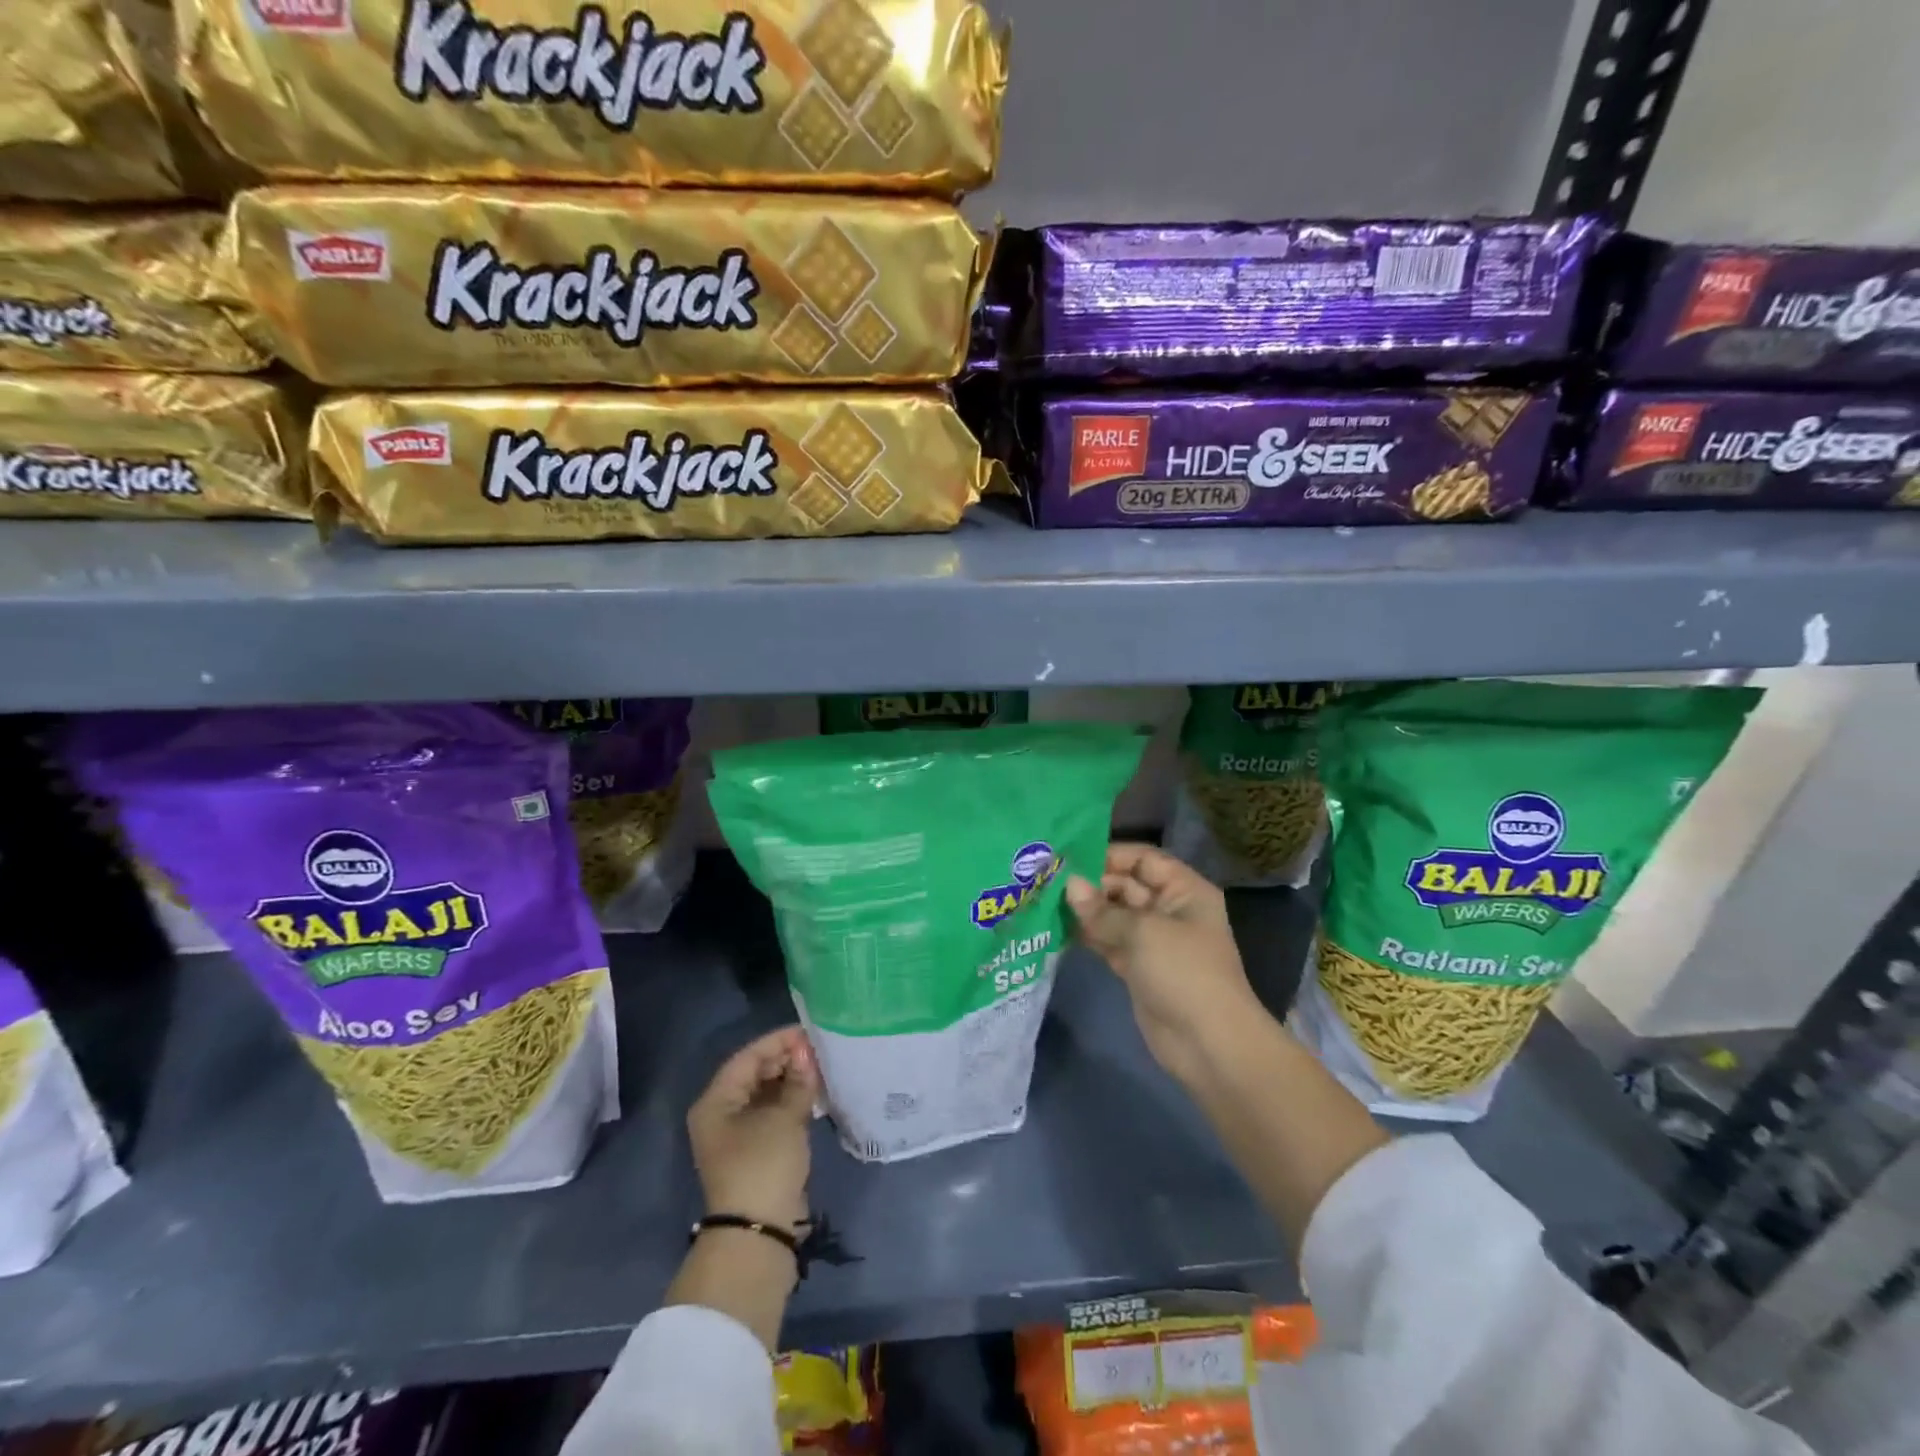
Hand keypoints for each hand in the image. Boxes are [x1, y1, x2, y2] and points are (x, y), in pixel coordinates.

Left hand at [687, 1026, 818, 1235]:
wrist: (758, 1233)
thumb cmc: (763, 1165)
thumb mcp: (784, 1118)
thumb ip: (798, 1081)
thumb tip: (807, 1054)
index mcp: (716, 1101)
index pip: (748, 1057)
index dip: (778, 1041)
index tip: (808, 1032)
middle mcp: (722, 1113)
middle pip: (755, 1074)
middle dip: (786, 1060)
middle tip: (818, 1050)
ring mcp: (738, 1133)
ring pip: (766, 1093)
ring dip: (791, 1080)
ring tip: (820, 1068)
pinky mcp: (756, 1150)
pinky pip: (772, 1113)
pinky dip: (791, 1101)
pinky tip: (814, 1093)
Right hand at [1067, 843, 1263, 1087]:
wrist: (1208, 1044)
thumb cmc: (1184, 972)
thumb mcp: (1144, 932)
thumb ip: (1102, 909)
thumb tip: (1070, 885)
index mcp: (1184, 890)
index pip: (1143, 859)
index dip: (1110, 854)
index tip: (1070, 857)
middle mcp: (1169, 909)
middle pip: (1125, 885)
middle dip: (1091, 883)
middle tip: (1049, 880)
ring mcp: (1153, 941)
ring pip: (1114, 915)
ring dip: (1085, 910)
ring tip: (1045, 900)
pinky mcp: (1137, 968)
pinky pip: (1109, 941)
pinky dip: (1087, 935)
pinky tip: (1057, 928)